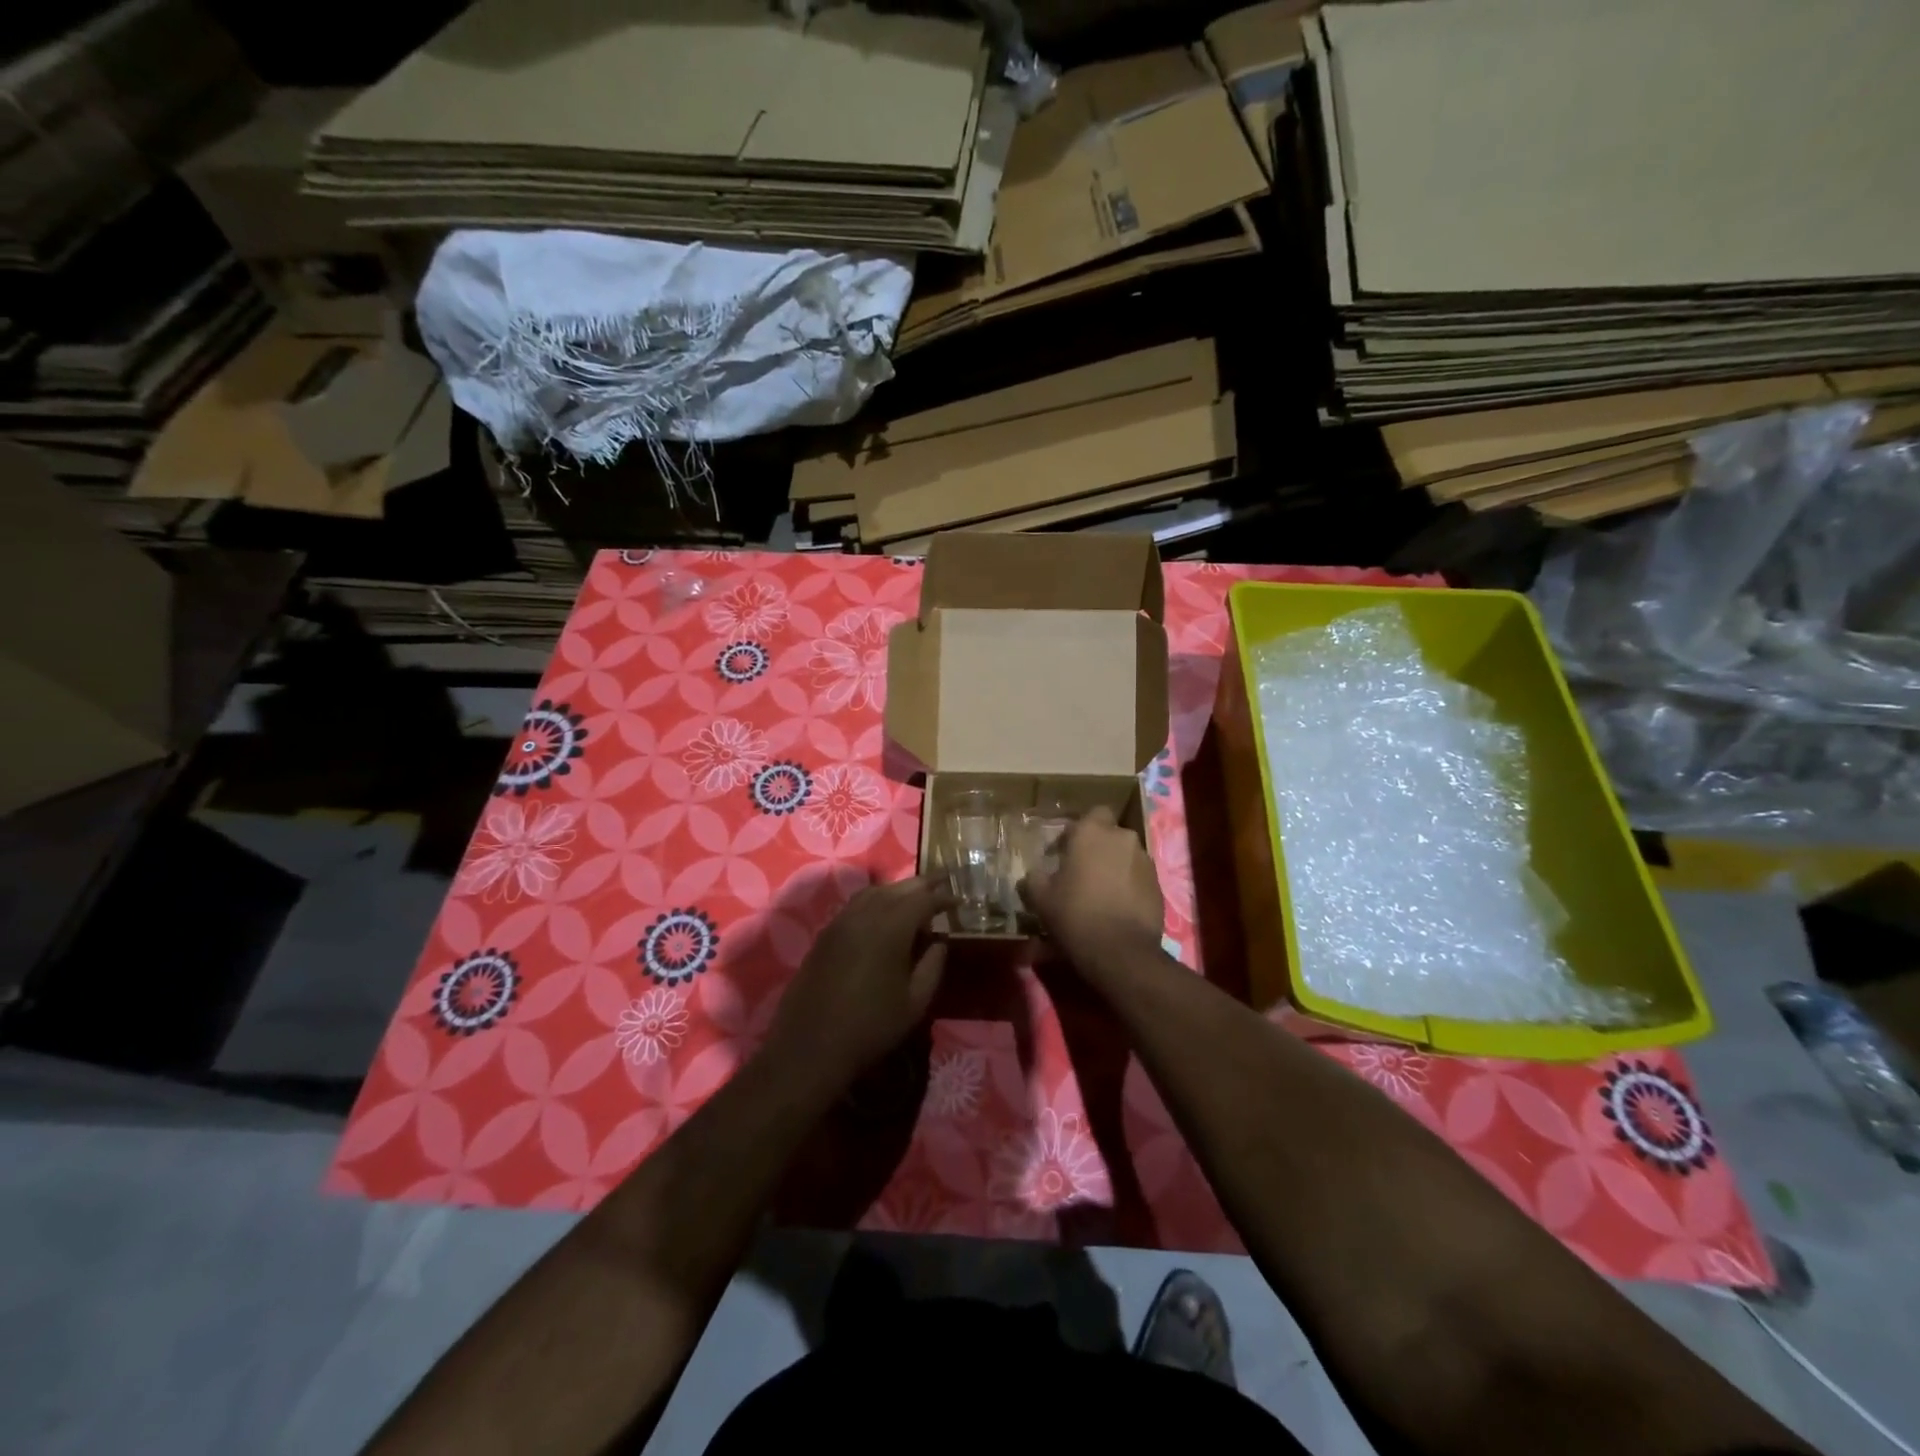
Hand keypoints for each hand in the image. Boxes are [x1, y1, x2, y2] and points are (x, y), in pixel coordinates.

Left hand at [766, 876, 950, 1088]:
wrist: (810, 1046)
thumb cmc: (870, 1027)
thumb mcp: (915, 1003)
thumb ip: (932, 966)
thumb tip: (940, 941)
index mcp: (891, 928)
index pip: (923, 899)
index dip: (944, 898)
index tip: (960, 901)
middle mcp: (865, 914)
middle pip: (899, 888)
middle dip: (923, 884)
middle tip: (943, 882)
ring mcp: (841, 921)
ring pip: (874, 892)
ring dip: (898, 890)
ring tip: (915, 898)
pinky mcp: (825, 933)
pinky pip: (856, 905)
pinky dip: (876, 900)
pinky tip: (883, 915)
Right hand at [1019, 807, 1163, 971]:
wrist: (1120, 952)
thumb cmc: (1075, 914)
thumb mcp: (1041, 898)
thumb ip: (1034, 878)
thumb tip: (1034, 873)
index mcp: (1093, 832)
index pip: (1091, 813)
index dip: (1079, 831)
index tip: (1065, 852)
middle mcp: (1123, 838)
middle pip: (1110, 835)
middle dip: (1098, 849)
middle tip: (1082, 872)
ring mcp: (1145, 862)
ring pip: (1126, 856)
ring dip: (1115, 867)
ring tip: (1101, 893)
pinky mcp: (1159, 886)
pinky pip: (1139, 878)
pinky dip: (1129, 886)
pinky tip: (1117, 908)